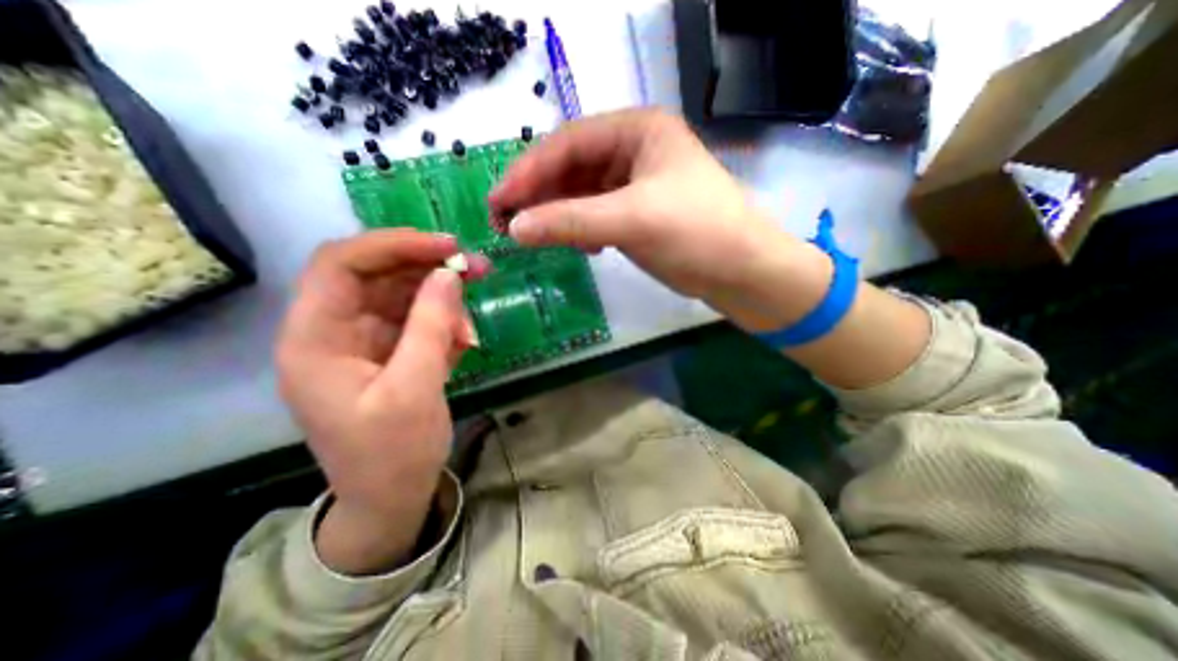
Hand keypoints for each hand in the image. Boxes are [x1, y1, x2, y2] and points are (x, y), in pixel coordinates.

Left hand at [279, 230, 484, 572]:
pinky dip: (445, 325)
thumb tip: (450, 275)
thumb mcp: (414, 389)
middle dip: (428, 268)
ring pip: (402, 297)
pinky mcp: (388, 353)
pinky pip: (417, 321)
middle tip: (478, 269)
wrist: (391, 498)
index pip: (342, 264)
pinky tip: (465, 343)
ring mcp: (362, 342)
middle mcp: (333, 332)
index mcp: (316, 340)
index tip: (447, 246)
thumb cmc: (392, 454)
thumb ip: (431, 327)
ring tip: (472, 324)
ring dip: (443, 300)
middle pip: (377, 275)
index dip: (394, 245)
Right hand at [486, 111, 826, 336]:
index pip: (568, 144)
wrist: (740, 271)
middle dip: (539, 196)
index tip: (499, 202)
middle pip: (571, 168)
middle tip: (506, 223)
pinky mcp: (636, 214)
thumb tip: (515, 228)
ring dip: (558, 215)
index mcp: (637, 131)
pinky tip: (581, 247)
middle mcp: (633, 151)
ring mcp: (634, 184)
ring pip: (580, 194)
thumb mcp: (632, 220)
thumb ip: (571, 221)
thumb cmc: (696, 232)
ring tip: (537, 237)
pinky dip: (580, 230)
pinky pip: (595, 215)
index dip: (529, 172)